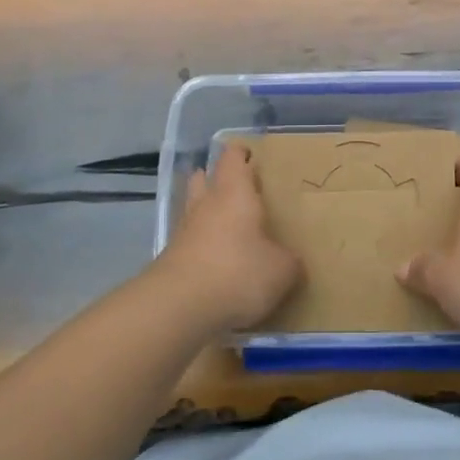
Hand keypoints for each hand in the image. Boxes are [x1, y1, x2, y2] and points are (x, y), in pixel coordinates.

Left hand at [154, 145, 301, 332]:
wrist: (179, 306)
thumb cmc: (238, 273)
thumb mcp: (281, 270)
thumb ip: (288, 260)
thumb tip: (288, 260)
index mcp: (234, 194)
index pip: (233, 159)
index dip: (240, 153)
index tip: (249, 153)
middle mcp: (205, 205)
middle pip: (204, 179)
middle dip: (215, 178)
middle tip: (235, 187)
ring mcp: (183, 232)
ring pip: (193, 210)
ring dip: (205, 211)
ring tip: (225, 224)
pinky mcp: (171, 260)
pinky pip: (189, 242)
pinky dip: (200, 244)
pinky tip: (215, 259)